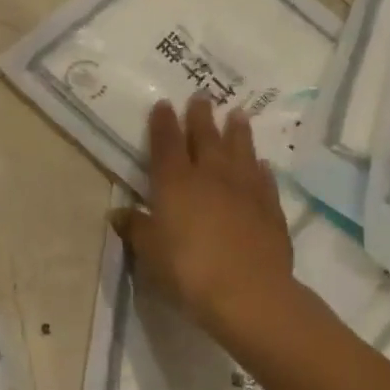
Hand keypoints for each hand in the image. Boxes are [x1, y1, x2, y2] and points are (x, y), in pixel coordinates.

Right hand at [113, 96, 294, 340]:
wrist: (248, 292)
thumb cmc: (188, 269)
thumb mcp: (150, 252)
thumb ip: (136, 228)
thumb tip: (118, 214)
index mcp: (175, 183)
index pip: (166, 144)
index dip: (163, 123)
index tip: (164, 104)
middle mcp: (210, 176)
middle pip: (205, 138)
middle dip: (201, 116)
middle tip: (202, 96)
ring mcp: (244, 190)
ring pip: (240, 151)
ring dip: (238, 132)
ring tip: (238, 114)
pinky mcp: (270, 209)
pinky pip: (264, 181)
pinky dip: (260, 169)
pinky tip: (261, 164)